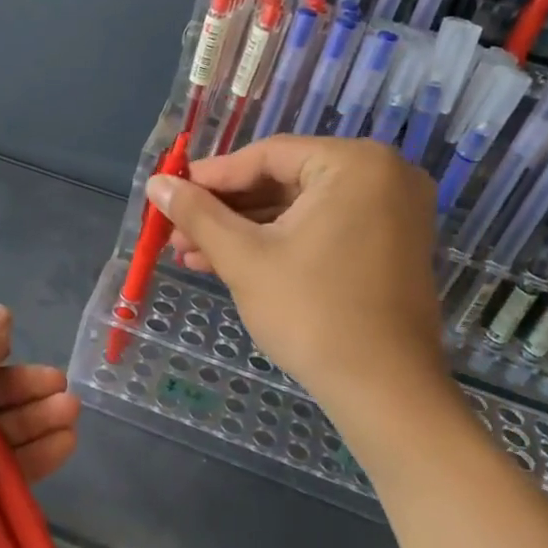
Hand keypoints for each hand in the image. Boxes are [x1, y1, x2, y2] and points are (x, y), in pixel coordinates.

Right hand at [150, 135, 450, 414]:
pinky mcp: (387, 245)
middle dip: (224, 211)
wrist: (384, 390)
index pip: (266, 156)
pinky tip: (228, 263)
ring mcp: (391, 212)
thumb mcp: (244, 257)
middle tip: (176, 230)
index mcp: (355, 164)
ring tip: (192, 254)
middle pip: (282, 181)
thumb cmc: (312, 313)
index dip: (211, 177)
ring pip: (298, 209)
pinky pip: (321, 229)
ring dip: (244, 231)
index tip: (168, 194)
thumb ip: (197, 213)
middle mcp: (382, 175)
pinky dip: (278, 244)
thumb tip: (156, 183)